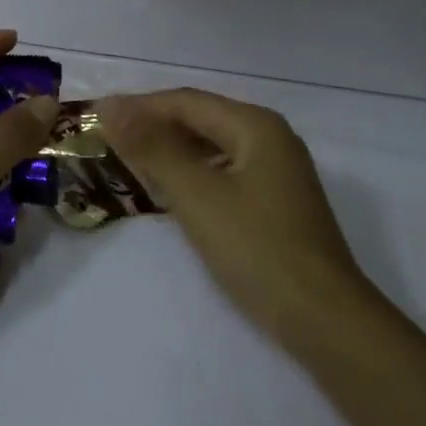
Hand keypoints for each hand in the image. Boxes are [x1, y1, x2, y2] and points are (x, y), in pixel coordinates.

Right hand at [97, 90, 371, 346]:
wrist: (328, 323)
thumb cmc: (258, 249)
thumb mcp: (196, 195)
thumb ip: (151, 147)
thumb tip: (110, 105)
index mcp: (255, 124)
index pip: (185, 102)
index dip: (139, 106)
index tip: (98, 116)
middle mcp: (269, 137)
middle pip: (200, 119)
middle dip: (154, 126)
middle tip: (109, 139)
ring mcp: (277, 170)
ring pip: (211, 146)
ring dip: (171, 151)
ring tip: (131, 161)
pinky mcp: (276, 202)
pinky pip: (224, 171)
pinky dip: (192, 174)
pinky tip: (170, 190)